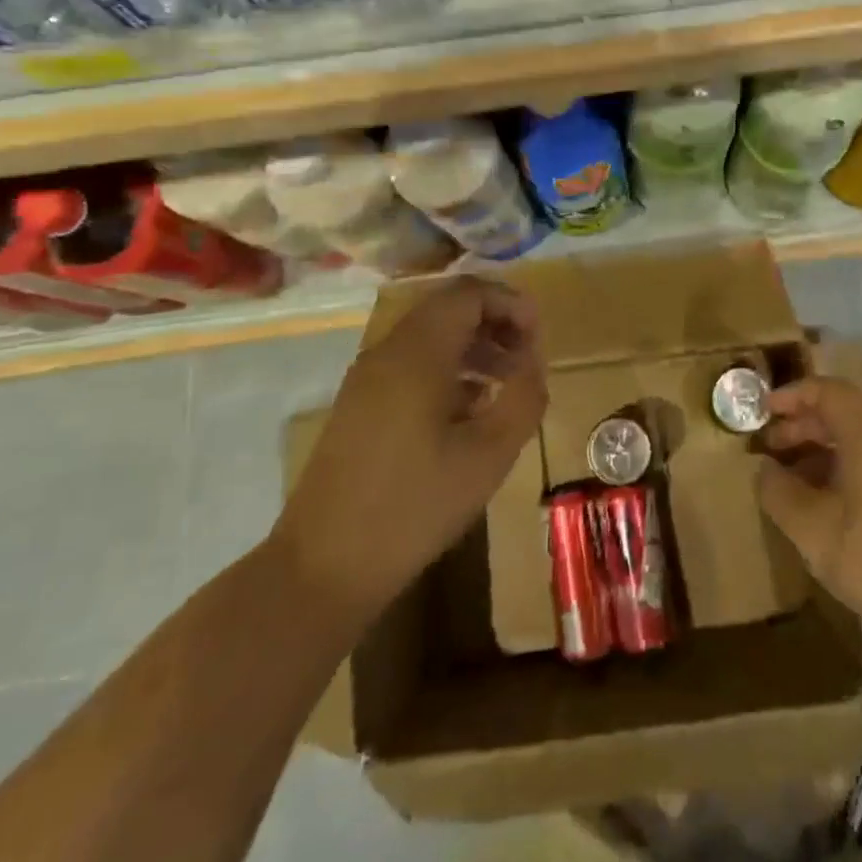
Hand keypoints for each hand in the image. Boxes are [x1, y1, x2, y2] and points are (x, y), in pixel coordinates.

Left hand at [272, 276, 547, 621]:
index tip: (539, 336)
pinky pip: (411, 364)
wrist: (322, 567)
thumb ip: (522, 398)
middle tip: (528, 356)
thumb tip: (533, 363)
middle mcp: (387, 352)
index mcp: (417, 353)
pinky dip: (448, 368)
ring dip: (473, 346)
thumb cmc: (414, 507)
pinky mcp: (359, 405)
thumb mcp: (489, 455)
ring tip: (507, 382)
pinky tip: (470, 409)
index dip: (510, 303)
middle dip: (495, 322)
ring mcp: (367, 378)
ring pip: (429, 337)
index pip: (468, 293)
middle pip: (448, 309)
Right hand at [757, 376, 861, 648]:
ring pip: (859, 442)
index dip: (793, 395)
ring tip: (791, 481)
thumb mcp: (812, 530)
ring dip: (821, 450)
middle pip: (844, 415)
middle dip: (803, 425)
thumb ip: (779, 492)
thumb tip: (766, 470)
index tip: (763, 412)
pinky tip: (826, 505)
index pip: (830, 391)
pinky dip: (843, 469)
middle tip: (770, 449)